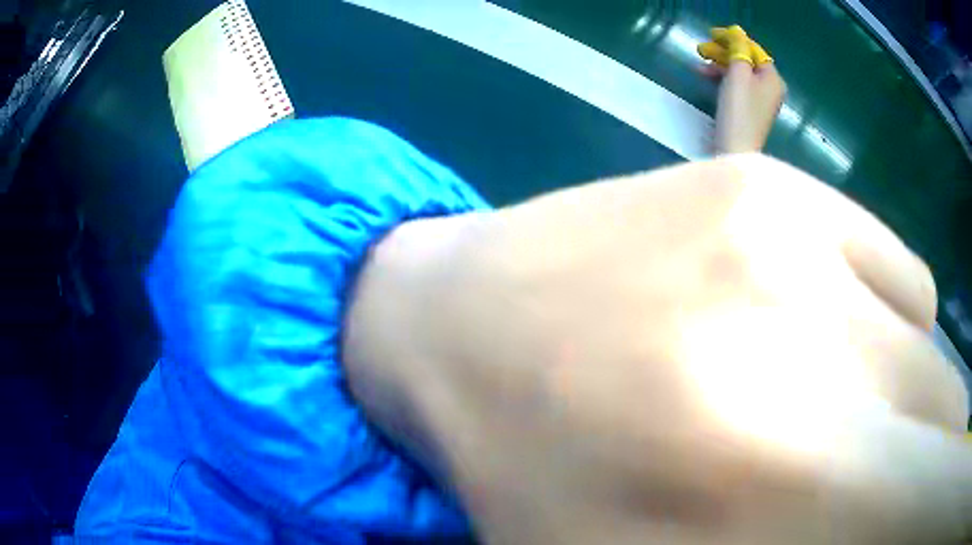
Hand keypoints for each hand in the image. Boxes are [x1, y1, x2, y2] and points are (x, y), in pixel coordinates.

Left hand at [343, 155, 969, 543]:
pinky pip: (896, 277)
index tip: (920, 511)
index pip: (931, 491)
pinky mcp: (762, 178)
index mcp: (775, 474)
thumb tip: (888, 522)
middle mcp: (806, 328)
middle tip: (898, 489)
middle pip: (948, 415)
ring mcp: (787, 223)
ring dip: (920, 410)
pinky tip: (822, 344)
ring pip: (931, 347)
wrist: (451, 322)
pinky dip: (891, 333)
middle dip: (939, 462)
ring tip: (855, 434)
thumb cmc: (528, 473)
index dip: (931, 497)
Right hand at [699, 26, 785, 153]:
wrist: (736, 149)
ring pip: (740, 75)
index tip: (713, 35)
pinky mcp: (751, 112)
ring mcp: (762, 102)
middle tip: (703, 50)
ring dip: (720, 67)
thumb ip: (738, 50)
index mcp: (773, 79)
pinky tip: (706, 78)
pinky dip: (723, 81)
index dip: (734, 40)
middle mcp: (771, 89)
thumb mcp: (738, 73)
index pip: (754, 50)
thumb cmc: (739, 109)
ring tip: (700, 67)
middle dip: (724, 54)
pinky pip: (738, 88)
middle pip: (747, 62)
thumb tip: (738, 33)